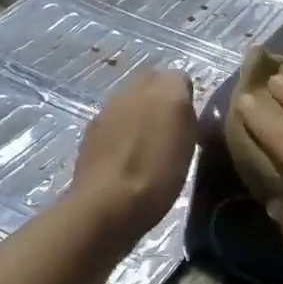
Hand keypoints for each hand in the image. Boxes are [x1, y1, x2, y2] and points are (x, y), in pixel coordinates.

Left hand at [69, 69, 196, 243]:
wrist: (107, 205)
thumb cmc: (158, 175)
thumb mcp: (189, 143)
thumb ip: (187, 113)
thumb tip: (182, 102)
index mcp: (164, 89)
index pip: (180, 78)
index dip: (186, 98)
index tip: (190, 122)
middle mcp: (134, 90)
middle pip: (152, 82)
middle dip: (162, 98)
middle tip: (171, 128)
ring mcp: (109, 108)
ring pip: (131, 100)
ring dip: (140, 113)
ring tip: (149, 144)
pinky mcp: (92, 129)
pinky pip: (115, 119)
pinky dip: (123, 130)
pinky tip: (127, 156)